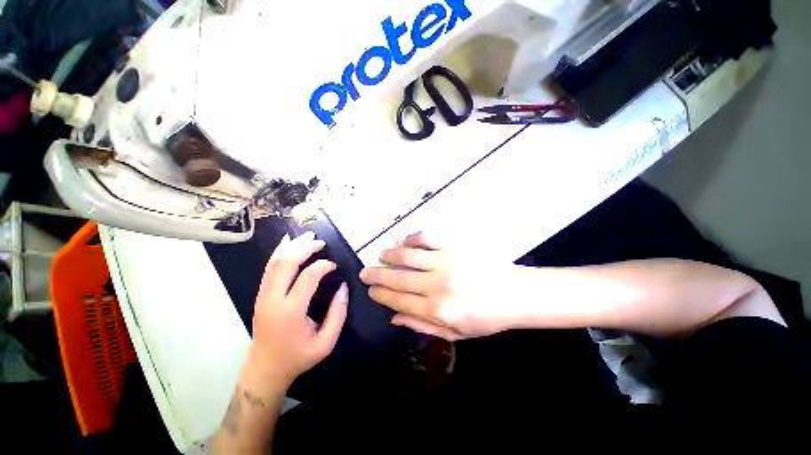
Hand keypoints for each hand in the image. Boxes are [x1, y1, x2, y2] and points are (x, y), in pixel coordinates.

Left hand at [245, 232, 347, 393]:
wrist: (265, 369)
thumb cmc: (298, 357)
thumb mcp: (326, 342)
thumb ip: (338, 313)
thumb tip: (344, 287)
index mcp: (290, 311)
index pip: (308, 277)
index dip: (323, 266)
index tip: (334, 265)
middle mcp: (272, 299)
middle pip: (286, 263)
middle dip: (304, 248)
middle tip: (321, 242)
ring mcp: (263, 296)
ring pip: (274, 262)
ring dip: (291, 246)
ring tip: (307, 236)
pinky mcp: (260, 295)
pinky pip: (269, 268)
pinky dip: (279, 253)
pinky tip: (287, 243)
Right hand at [360, 232, 522, 340]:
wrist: (515, 294)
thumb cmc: (486, 317)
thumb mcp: (455, 333)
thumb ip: (422, 326)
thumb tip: (394, 318)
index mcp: (437, 310)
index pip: (398, 301)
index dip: (381, 295)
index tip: (370, 290)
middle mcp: (437, 285)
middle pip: (398, 279)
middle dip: (376, 275)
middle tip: (364, 272)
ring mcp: (445, 262)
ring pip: (408, 256)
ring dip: (390, 255)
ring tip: (381, 255)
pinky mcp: (454, 247)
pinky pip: (427, 238)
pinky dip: (412, 238)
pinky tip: (405, 241)